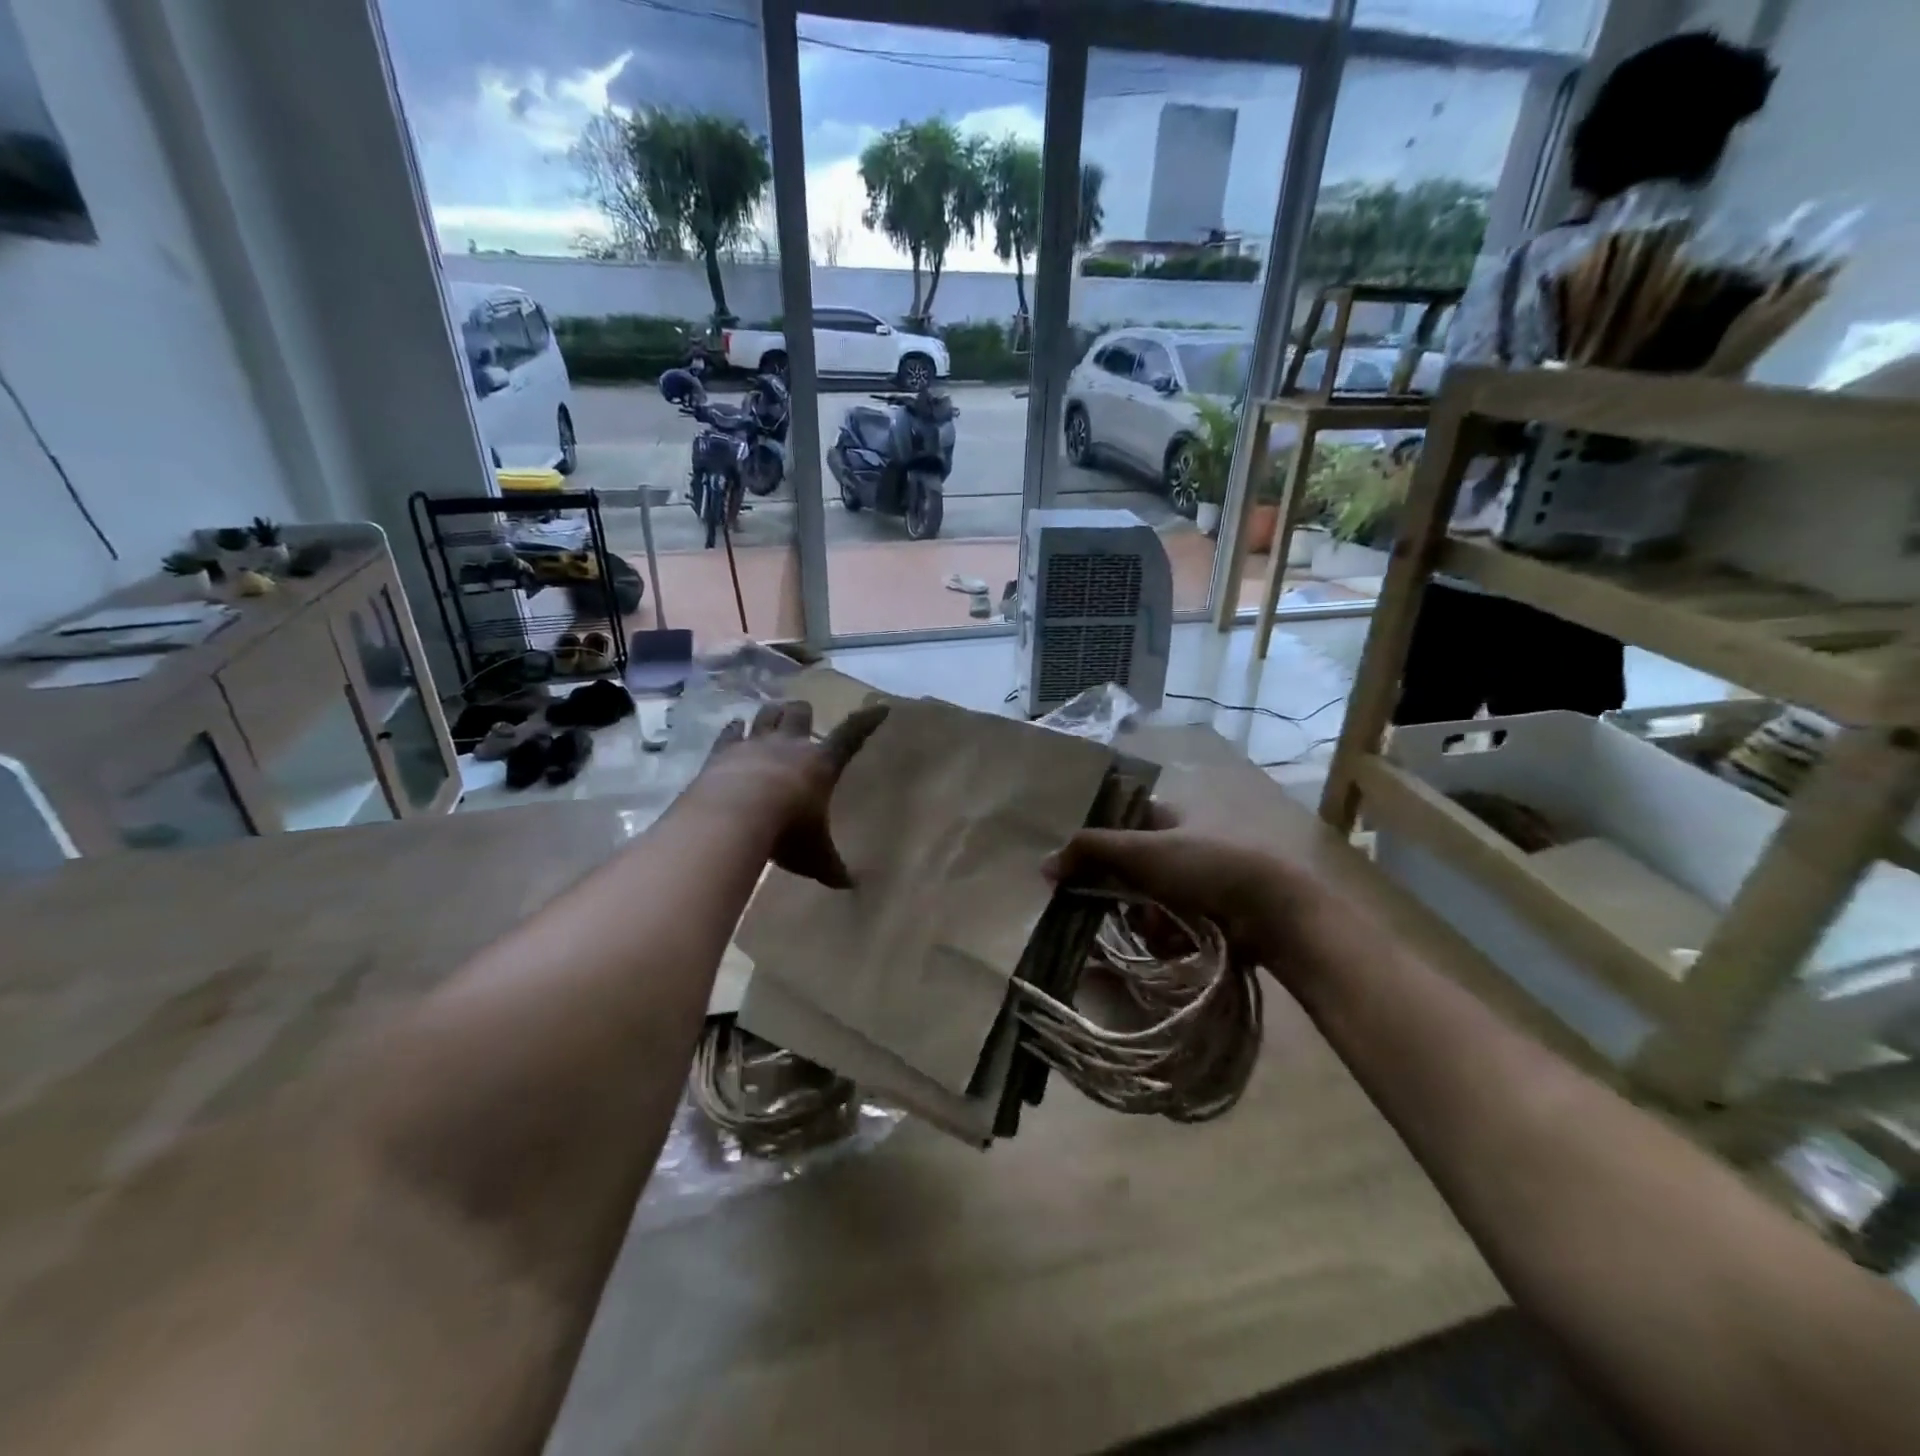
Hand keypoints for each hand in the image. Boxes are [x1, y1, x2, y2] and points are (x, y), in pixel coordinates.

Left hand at [700, 699, 888, 888]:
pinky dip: (733, 729)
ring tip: (772, 715)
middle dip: (803, 712)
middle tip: (803, 715)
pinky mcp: (723, 752)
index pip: (851, 736)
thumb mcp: (814, 855)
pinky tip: (733, 726)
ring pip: (767, 715)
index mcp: (821, 764)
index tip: (879, 708)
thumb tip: (850, 886)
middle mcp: (790, 745)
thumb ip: (831, 866)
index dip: (866, 721)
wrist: (733, 817)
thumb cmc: (786, 831)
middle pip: (800, 714)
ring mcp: (754, 744)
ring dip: (771, 714)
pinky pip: (730, 733)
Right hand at [1044, 804, 1326, 974]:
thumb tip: (1044, 864)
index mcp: (1168, 817)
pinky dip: (1169, 938)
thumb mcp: (1141, 850)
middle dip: (1124, 896)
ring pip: (1147, 906)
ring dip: (1147, 922)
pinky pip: (1170, 929)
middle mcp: (1181, 846)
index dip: (1098, 845)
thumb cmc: (1205, 865)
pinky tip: (1180, 944)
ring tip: (1163, 931)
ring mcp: (1198, 884)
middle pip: (1129, 873)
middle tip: (1125, 907)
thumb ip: (1090, 851)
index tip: (1081, 870)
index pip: (1120, 824)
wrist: (1273, 909)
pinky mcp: (1211, 917)